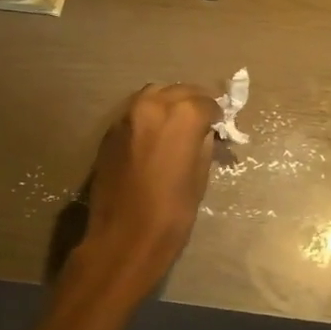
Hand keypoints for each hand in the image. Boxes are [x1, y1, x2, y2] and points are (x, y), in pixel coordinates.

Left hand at [77, 83, 220, 289]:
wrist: (123, 238)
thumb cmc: (171, 213)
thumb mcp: (199, 178)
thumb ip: (203, 146)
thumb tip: (204, 133)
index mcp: (182, 116)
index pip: (206, 102)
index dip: (216, 115)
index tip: (220, 126)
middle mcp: (153, 105)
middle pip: (179, 91)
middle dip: (193, 103)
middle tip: (202, 122)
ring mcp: (127, 115)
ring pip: (154, 94)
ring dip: (169, 103)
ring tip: (178, 125)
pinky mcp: (110, 131)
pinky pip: (135, 111)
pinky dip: (149, 115)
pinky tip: (155, 135)